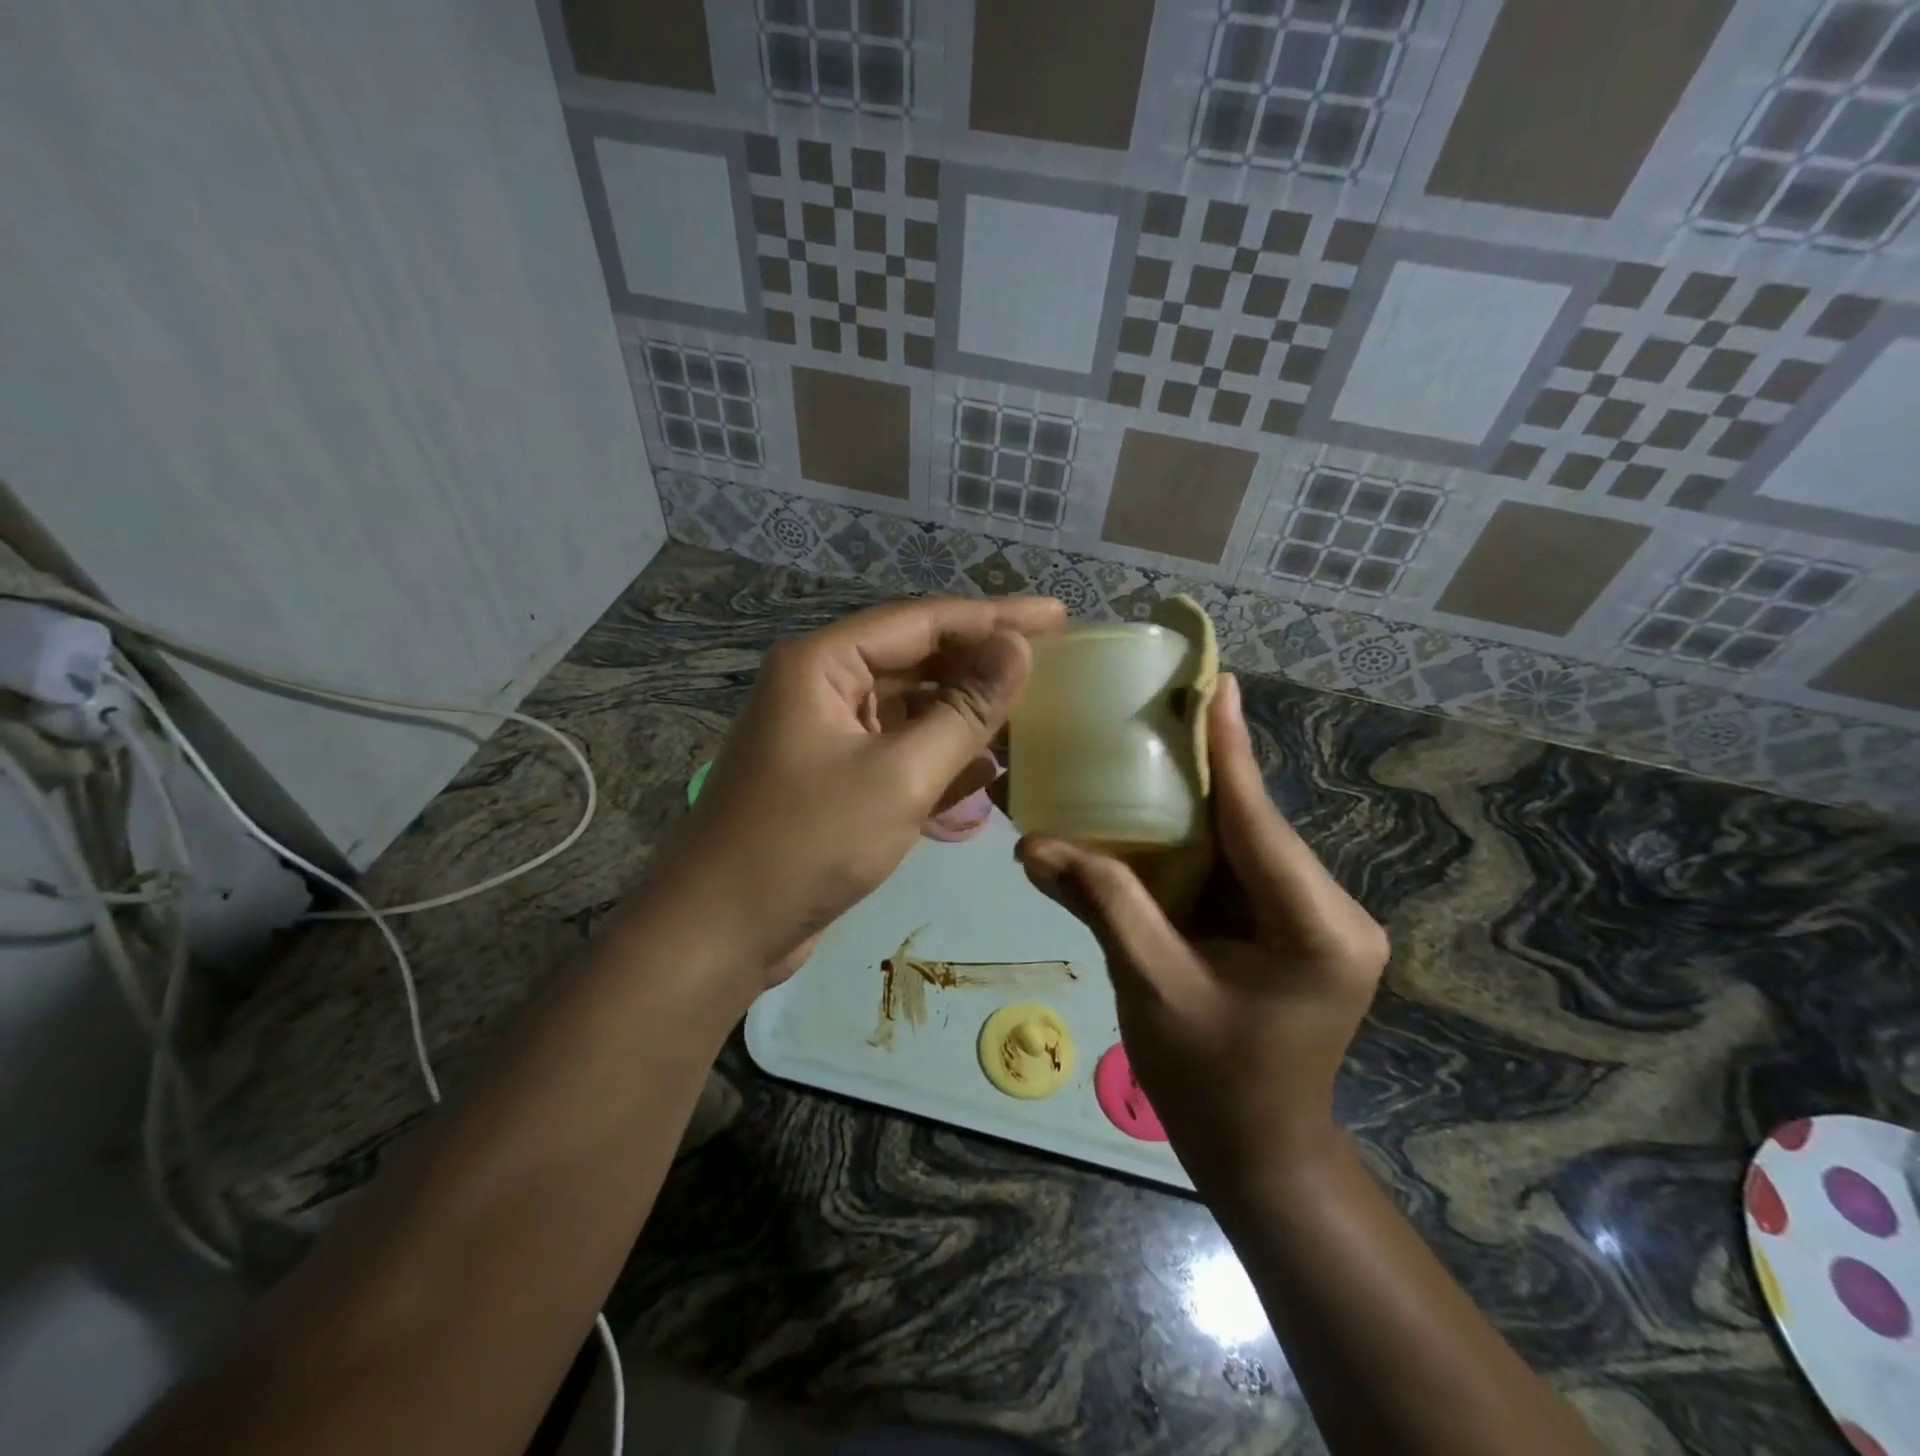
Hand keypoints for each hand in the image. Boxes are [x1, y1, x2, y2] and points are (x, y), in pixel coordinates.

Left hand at [652, 595, 1064, 987]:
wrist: (721, 932)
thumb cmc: (808, 843)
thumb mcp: (899, 774)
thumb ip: (964, 710)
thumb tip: (1018, 648)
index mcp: (824, 664)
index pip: (924, 621)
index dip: (995, 617)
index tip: (1058, 616)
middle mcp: (822, 688)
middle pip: (917, 661)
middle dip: (981, 666)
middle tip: (1054, 665)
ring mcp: (825, 735)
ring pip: (910, 710)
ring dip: (964, 717)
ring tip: (1031, 716)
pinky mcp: (833, 780)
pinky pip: (897, 753)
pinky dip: (939, 759)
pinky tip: (987, 773)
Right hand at [1016, 674, 1387, 1193]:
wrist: (1259, 1153)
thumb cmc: (1210, 1082)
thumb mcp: (1151, 985)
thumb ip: (1102, 903)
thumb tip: (1031, 844)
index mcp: (1316, 929)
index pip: (1261, 823)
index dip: (1231, 751)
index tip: (1216, 683)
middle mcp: (1333, 913)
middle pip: (1256, 826)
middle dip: (1207, 771)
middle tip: (1162, 708)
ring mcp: (1320, 920)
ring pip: (1248, 844)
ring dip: (1200, 805)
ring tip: (1153, 746)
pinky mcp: (1298, 927)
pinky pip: (1242, 869)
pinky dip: (1200, 844)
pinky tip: (1160, 813)